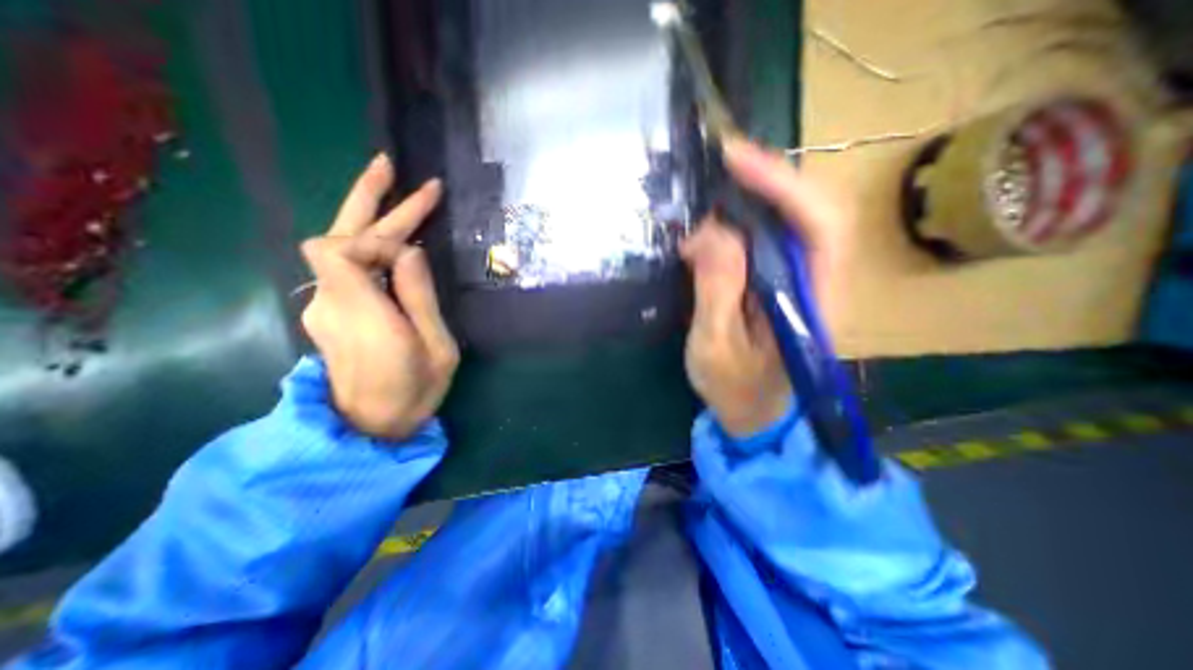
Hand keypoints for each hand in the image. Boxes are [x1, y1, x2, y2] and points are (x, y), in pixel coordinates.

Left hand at [302, 153, 457, 441]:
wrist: (371, 427)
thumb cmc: (414, 391)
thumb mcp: (437, 348)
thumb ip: (420, 299)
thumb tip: (410, 253)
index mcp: (361, 312)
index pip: (338, 248)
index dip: (376, 228)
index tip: (419, 227)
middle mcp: (331, 302)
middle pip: (335, 235)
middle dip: (366, 199)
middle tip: (392, 166)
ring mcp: (326, 307)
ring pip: (341, 250)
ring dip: (372, 221)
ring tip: (404, 196)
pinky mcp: (333, 313)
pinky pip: (348, 268)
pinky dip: (371, 247)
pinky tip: (394, 242)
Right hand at [681, 138, 846, 436]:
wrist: (752, 411)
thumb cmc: (735, 388)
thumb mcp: (715, 346)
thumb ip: (717, 291)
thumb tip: (711, 231)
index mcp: (816, 300)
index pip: (820, 224)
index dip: (783, 184)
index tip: (736, 160)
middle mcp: (819, 280)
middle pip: (809, 211)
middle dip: (766, 182)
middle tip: (719, 167)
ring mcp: (800, 279)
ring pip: (787, 221)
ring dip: (749, 201)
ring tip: (710, 197)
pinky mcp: (779, 282)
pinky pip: (766, 239)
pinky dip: (738, 224)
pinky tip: (711, 228)